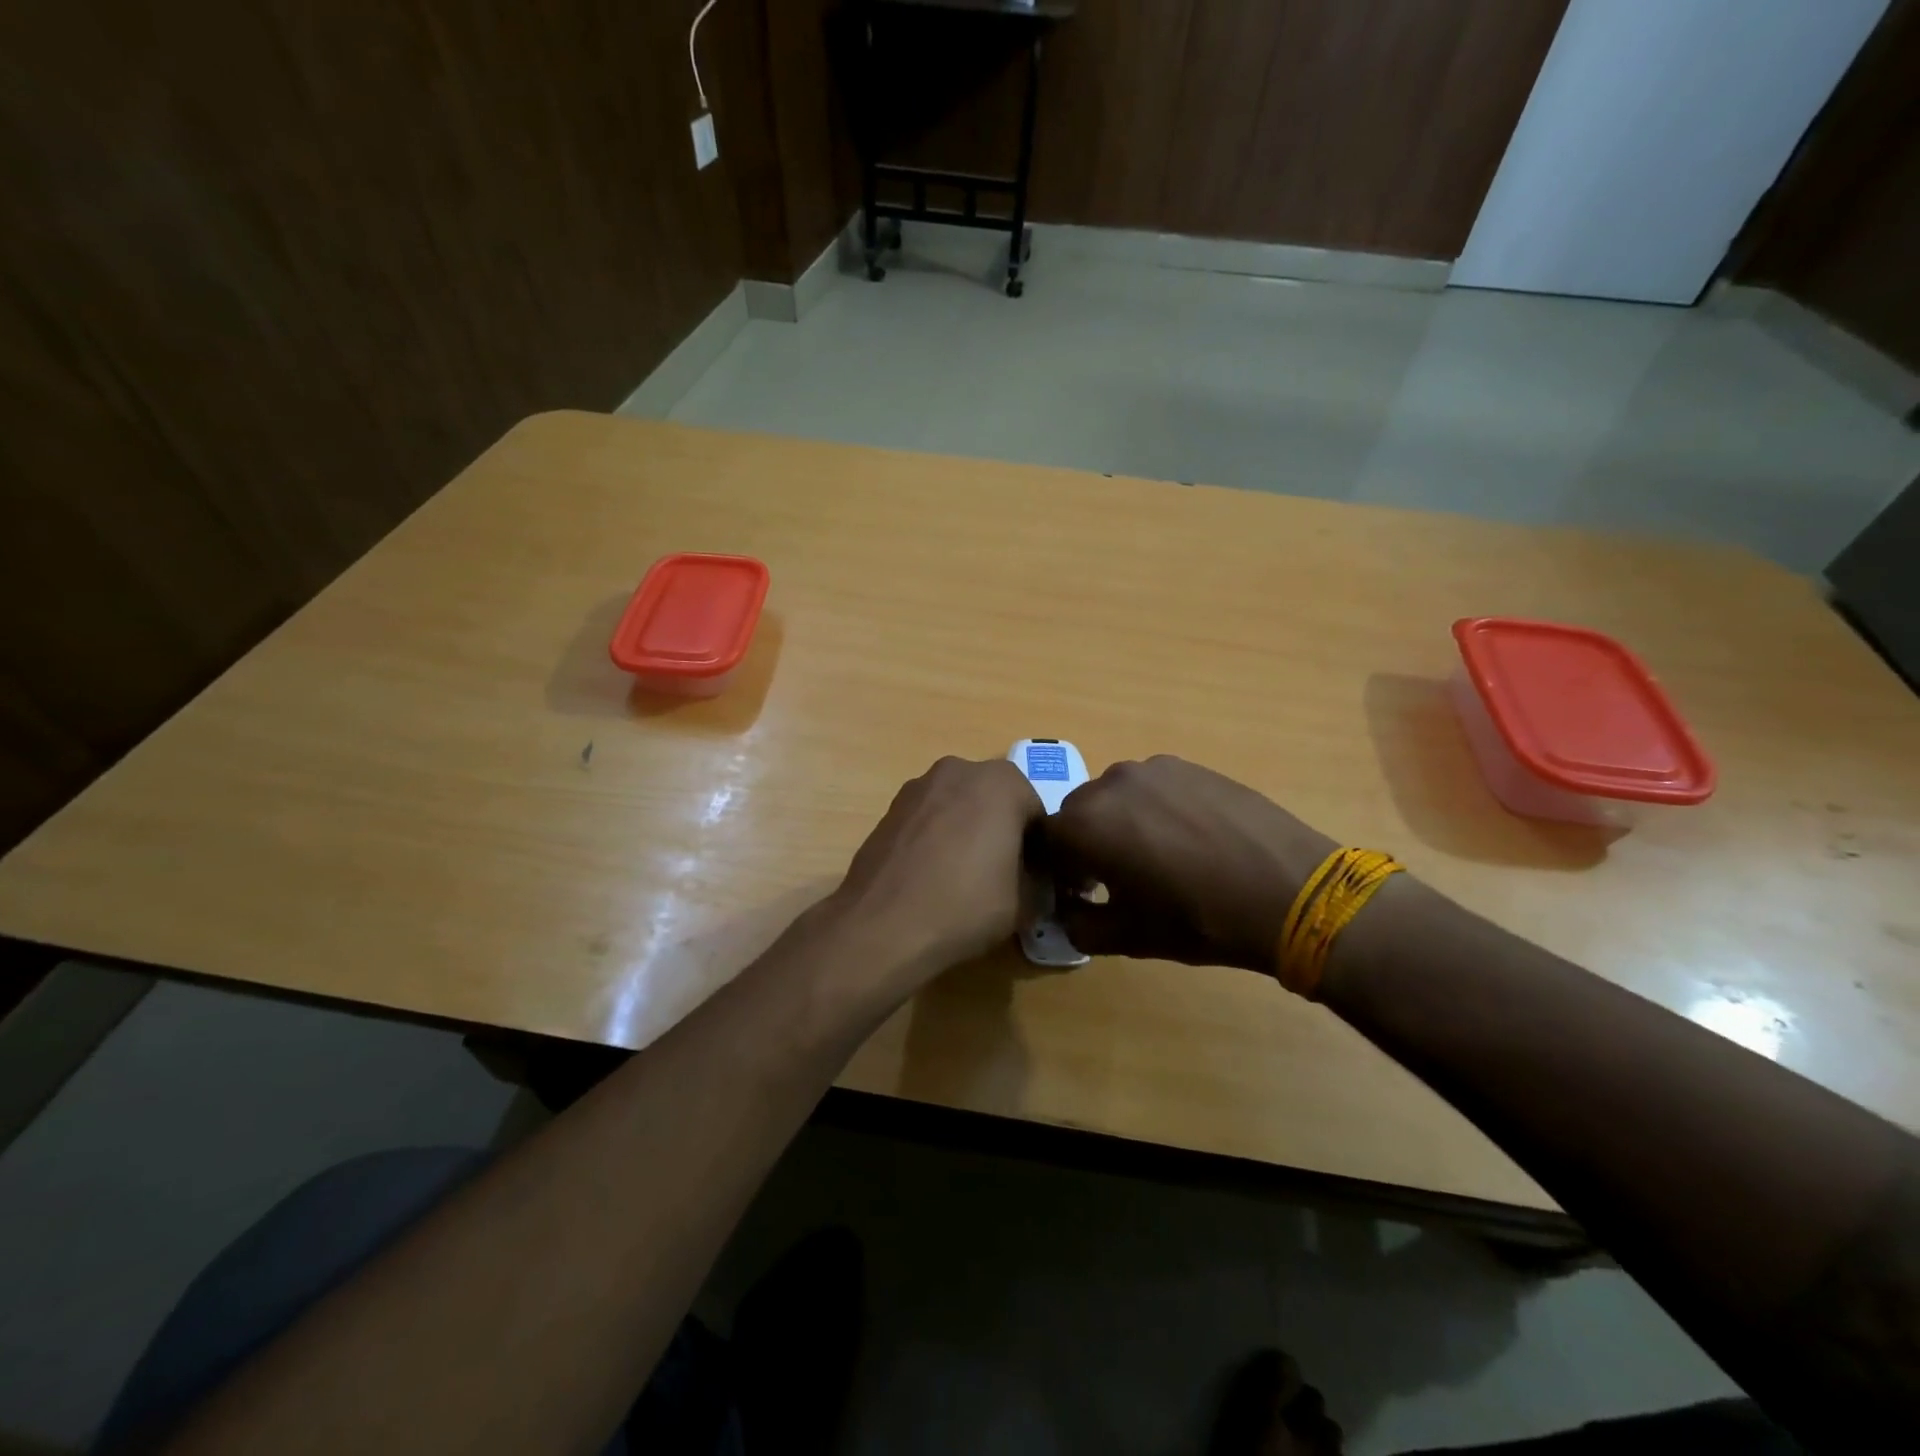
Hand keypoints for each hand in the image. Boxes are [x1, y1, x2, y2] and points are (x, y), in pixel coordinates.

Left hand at [813, 756, 1044, 995]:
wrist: (882, 925)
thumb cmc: (965, 905)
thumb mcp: (1024, 904)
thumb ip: (1035, 881)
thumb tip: (1029, 881)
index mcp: (1002, 782)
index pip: (1036, 813)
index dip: (1039, 848)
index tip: (1033, 879)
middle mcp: (960, 770)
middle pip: (996, 801)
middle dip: (1002, 831)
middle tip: (1001, 875)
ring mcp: (919, 785)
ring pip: (960, 806)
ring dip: (967, 830)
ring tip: (963, 877)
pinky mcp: (891, 807)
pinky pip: (929, 818)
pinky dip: (937, 837)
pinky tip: (932, 875)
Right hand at [1035, 756, 1335, 973]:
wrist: (1289, 891)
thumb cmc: (1199, 919)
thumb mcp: (1128, 937)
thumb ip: (1080, 924)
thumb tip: (1067, 911)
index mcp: (1085, 824)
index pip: (1046, 840)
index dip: (1059, 869)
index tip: (1083, 892)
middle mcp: (1110, 783)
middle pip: (1079, 812)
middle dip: (1087, 843)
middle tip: (1118, 877)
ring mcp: (1153, 768)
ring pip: (1117, 796)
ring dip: (1121, 822)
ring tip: (1159, 855)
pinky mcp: (1190, 766)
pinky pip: (1153, 787)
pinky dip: (1155, 809)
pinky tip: (1189, 838)